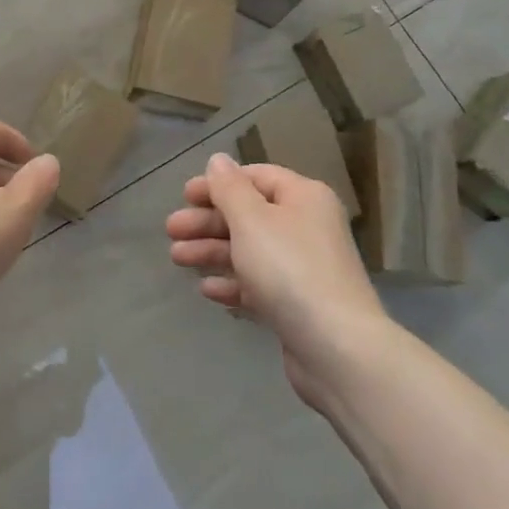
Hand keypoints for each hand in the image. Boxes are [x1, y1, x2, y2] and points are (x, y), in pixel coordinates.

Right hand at [166, 152, 386, 404]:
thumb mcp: (251, 220)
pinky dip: (233, 283)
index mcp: (303, 197)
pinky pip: (259, 284)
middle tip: (171, 230)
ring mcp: (304, 268)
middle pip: (249, 215)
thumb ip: (229, 188)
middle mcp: (306, 227)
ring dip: (212, 251)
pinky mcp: (298, 305)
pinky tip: (207, 290)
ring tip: (176, 259)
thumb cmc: (290, 269)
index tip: (185, 195)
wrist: (337, 348)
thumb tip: (218, 160)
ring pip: (250, 250)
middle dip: (208, 221)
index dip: (219, 183)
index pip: (256, 177)